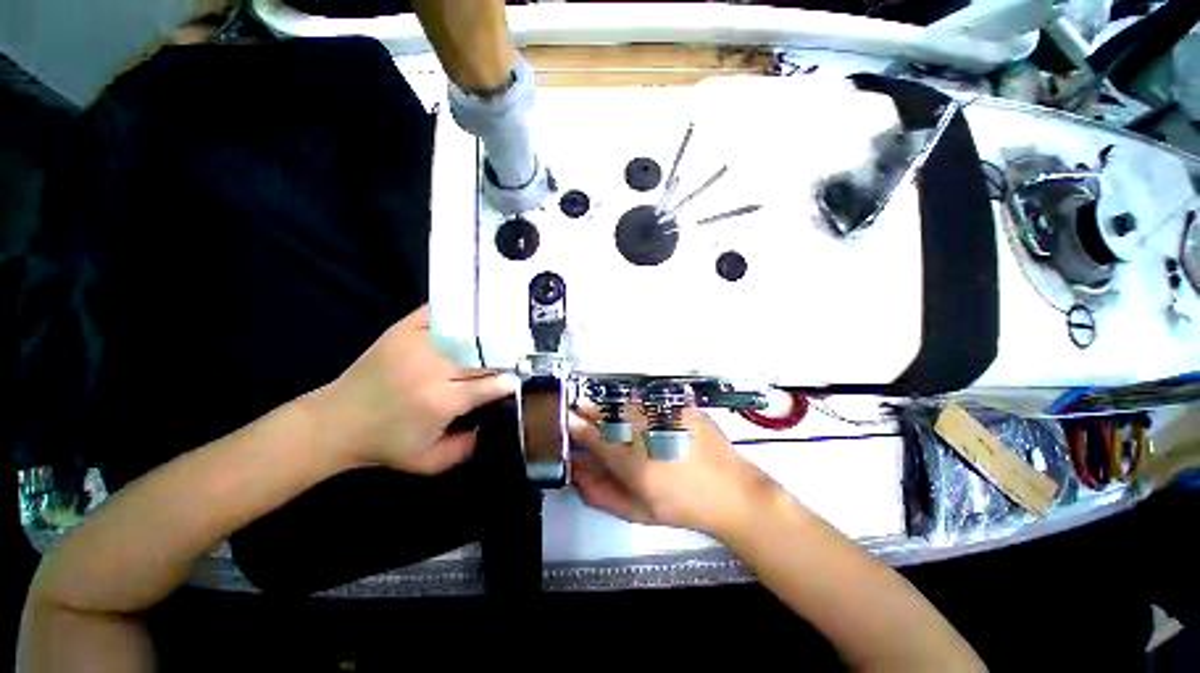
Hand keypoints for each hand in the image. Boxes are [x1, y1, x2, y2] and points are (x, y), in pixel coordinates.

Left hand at [308, 305, 518, 474]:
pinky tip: (472, 314)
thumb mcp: (429, 462)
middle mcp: (433, 369)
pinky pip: (438, 313)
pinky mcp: (402, 331)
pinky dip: (457, 313)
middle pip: (482, 357)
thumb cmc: (386, 444)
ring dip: (487, 335)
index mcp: (441, 402)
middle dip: (502, 359)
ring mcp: (417, 344)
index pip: (488, 385)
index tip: (519, 379)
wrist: (336, 423)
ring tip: (503, 333)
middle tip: (517, 357)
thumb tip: (493, 422)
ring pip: (467, 334)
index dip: (508, 382)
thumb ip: (467, 448)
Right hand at [568, 404, 779, 539]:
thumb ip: (599, 491)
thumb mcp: (635, 510)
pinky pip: (645, 398)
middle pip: (605, 412)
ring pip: (622, 402)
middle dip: (587, 409)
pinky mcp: (677, 405)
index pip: (590, 435)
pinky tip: (633, 409)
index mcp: (630, 462)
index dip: (573, 424)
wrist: (731, 491)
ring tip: (602, 411)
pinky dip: (632, 402)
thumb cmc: (680, 506)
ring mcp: (662, 414)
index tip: (563, 419)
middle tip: (578, 408)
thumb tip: (575, 470)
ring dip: (607, 405)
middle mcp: (644, 432)